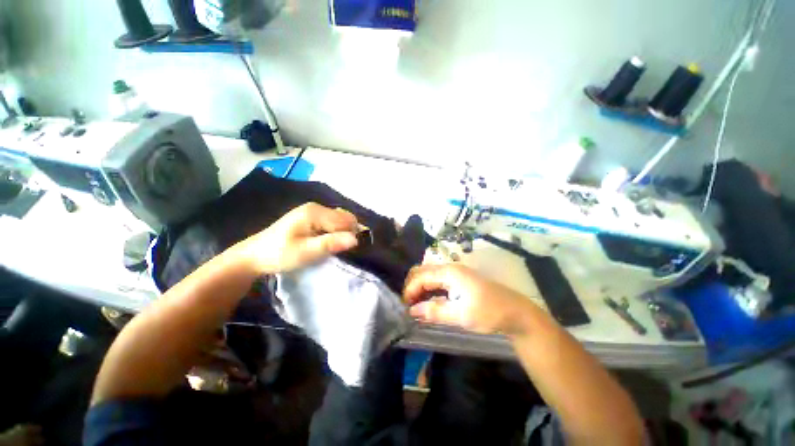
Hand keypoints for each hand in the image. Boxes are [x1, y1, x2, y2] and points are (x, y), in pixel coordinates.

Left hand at [238, 203, 358, 273]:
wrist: (254, 256)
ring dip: (343, 232)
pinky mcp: (311, 217)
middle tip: (344, 250)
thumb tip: (356, 239)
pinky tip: (331, 241)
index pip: (345, 221)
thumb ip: (330, 244)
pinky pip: (332, 221)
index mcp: (315, 212)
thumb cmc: (279, 254)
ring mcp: (313, 211)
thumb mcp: (305, 252)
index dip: (352, 234)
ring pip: (340, 219)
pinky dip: (337, 231)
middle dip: (349, 232)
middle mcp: (316, 207)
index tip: (353, 250)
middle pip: (344, 217)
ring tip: (338, 247)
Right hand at [403, 264, 538, 335]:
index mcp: (450, 272)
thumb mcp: (461, 315)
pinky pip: (438, 282)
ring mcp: (455, 274)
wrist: (516, 312)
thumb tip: (413, 311)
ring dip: (420, 288)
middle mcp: (450, 269)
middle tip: (408, 304)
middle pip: (423, 272)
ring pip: (430, 276)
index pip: (421, 276)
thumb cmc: (489, 312)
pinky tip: (428, 302)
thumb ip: (435, 311)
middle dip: (412, 286)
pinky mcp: (459, 281)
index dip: (410, 290)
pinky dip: (430, 290)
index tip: (404, 307)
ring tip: (414, 305)